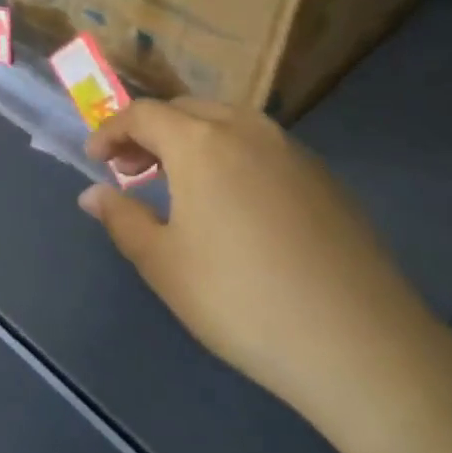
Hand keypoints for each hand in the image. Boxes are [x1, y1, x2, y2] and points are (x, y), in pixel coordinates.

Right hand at [79, 100, 446, 424]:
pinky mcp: (325, 178)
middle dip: (150, 132)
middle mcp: (247, 130)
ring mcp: (293, 151)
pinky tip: (232, 203)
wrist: (358, 342)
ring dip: (191, 141)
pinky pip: (262, 147)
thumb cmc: (239, 299)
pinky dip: (230, 156)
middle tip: (131, 171)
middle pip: (186, 110)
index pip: (142, 114)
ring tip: (178, 183)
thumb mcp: (163, 263)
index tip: (95, 160)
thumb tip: (93, 194)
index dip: (111, 131)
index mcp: (200, 142)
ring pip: (228, 124)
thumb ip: (122, 219)